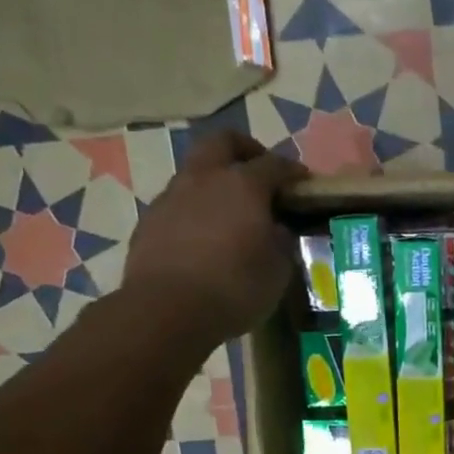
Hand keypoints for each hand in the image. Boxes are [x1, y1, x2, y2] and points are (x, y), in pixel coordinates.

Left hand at [122, 130, 305, 345]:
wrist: (166, 311)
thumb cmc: (235, 288)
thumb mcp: (278, 269)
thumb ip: (282, 242)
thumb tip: (277, 229)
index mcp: (243, 185)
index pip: (275, 164)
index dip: (293, 171)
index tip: (304, 183)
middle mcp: (205, 179)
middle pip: (223, 142)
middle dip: (246, 150)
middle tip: (261, 173)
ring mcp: (171, 197)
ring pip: (196, 171)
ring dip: (216, 181)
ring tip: (232, 212)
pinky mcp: (149, 221)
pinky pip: (178, 202)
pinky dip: (196, 209)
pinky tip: (205, 237)